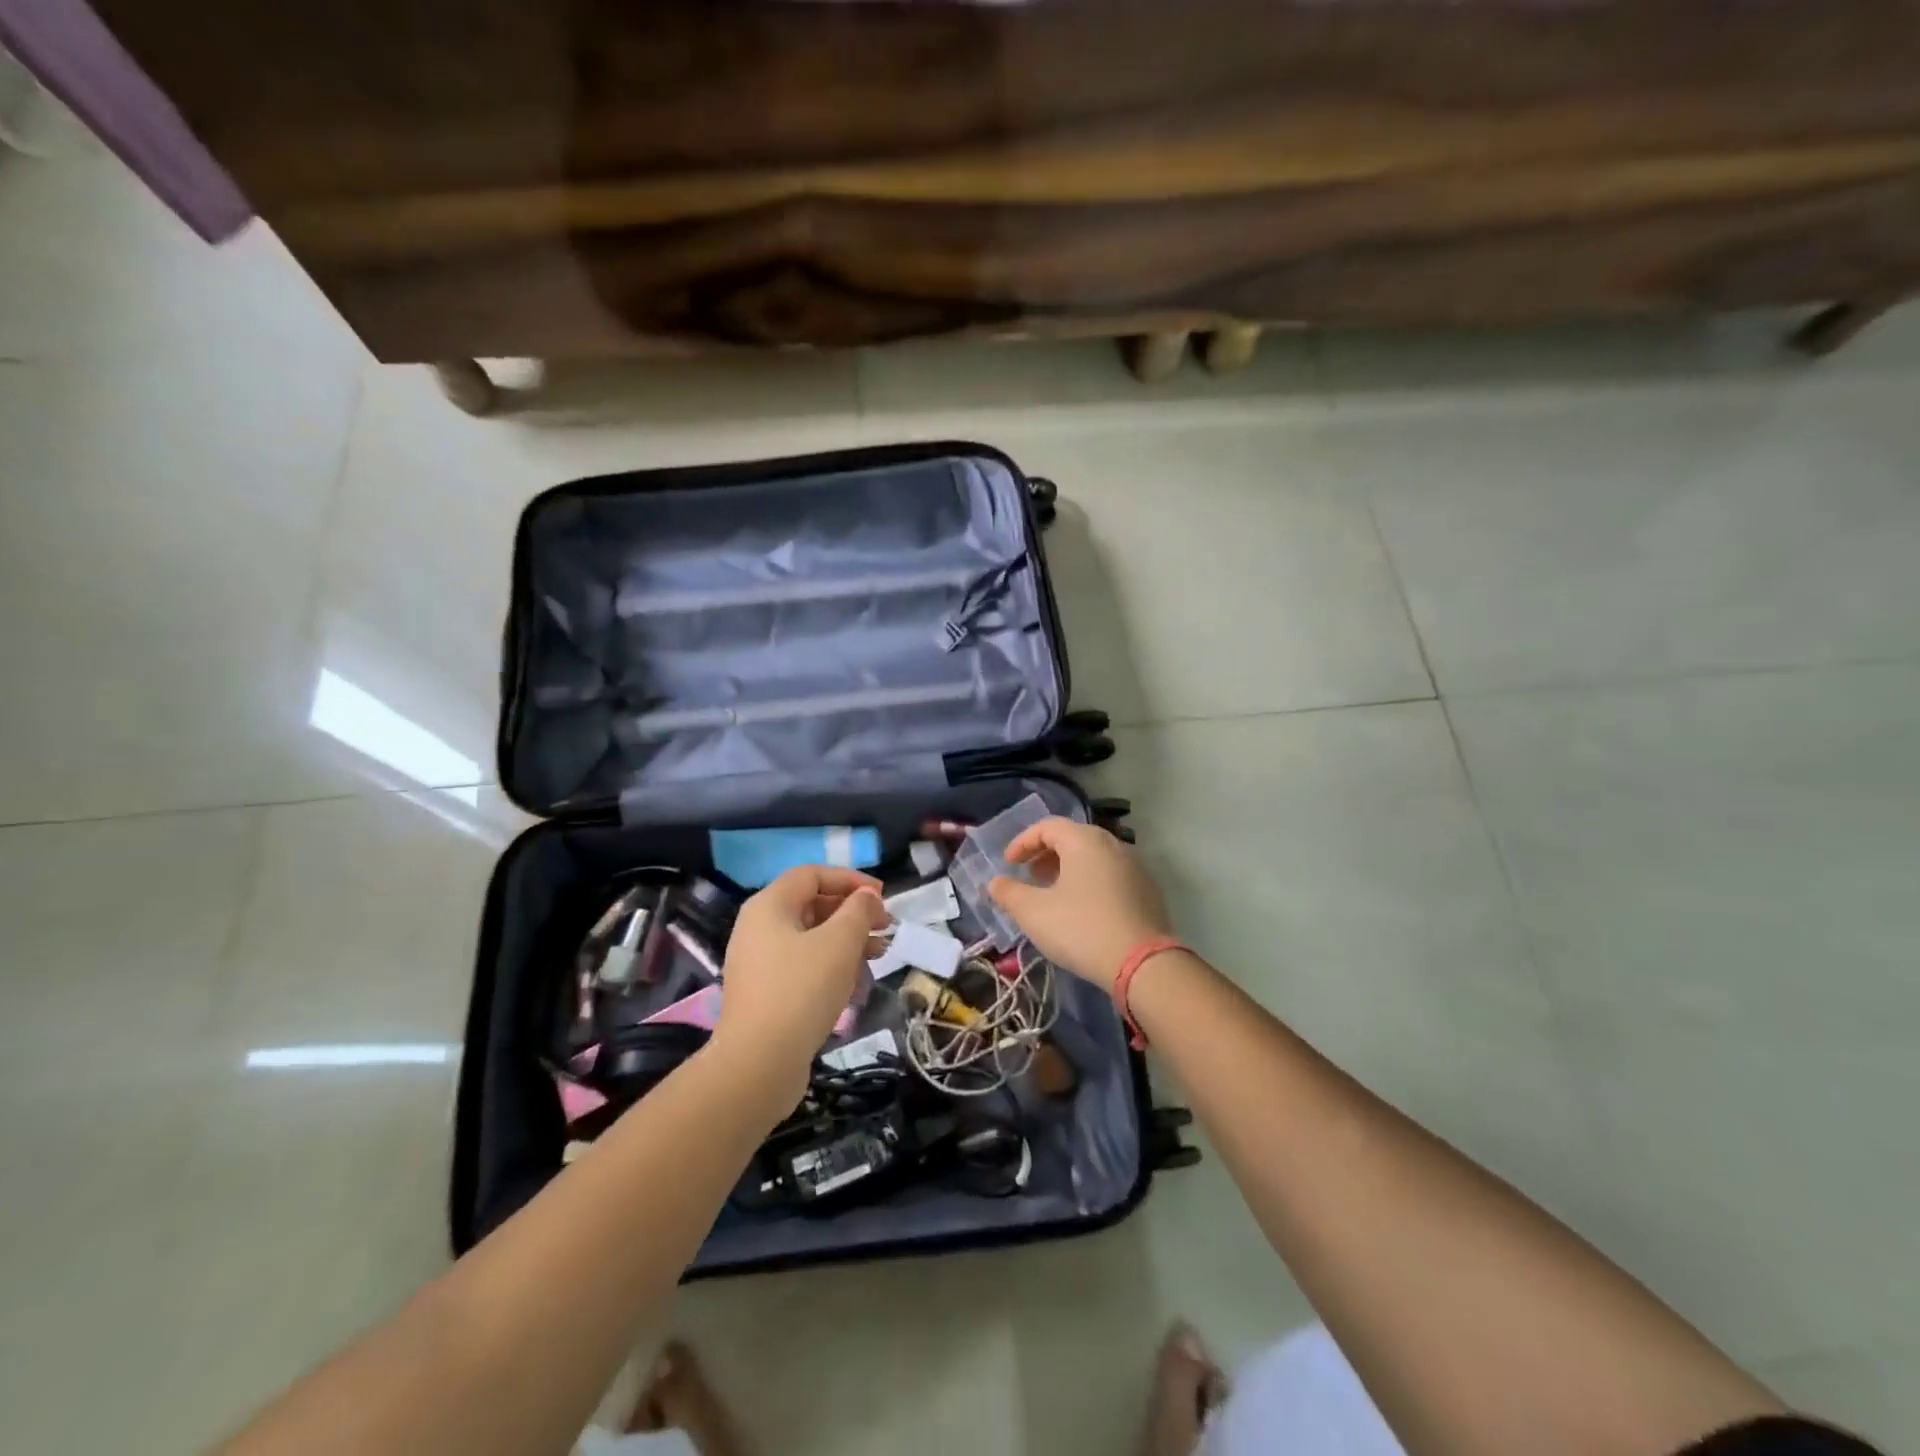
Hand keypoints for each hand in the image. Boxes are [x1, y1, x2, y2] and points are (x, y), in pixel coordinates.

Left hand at [716, 866, 888, 1079]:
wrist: (759, 1064)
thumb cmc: (802, 990)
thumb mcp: (840, 942)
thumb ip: (859, 911)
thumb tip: (867, 897)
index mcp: (769, 906)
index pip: (813, 874)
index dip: (851, 879)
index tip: (882, 897)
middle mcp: (758, 928)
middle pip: (812, 905)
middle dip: (853, 913)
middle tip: (886, 928)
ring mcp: (759, 963)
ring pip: (811, 938)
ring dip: (848, 942)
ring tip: (880, 956)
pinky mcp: (765, 994)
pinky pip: (803, 966)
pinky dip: (831, 967)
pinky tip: (856, 986)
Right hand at [988, 817, 1171, 992]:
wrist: (1142, 964)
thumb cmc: (1081, 928)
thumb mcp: (1034, 913)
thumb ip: (1010, 893)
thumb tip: (996, 882)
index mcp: (1085, 840)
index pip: (1048, 826)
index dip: (1023, 842)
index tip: (1009, 863)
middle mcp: (1113, 845)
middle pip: (1073, 838)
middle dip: (1046, 854)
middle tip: (1030, 875)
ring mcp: (1135, 867)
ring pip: (1094, 857)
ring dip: (1069, 869)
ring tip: (1053, 893)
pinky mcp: (1148, 891)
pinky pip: (1111, 875)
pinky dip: (1090, 882)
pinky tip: (1083, 910)